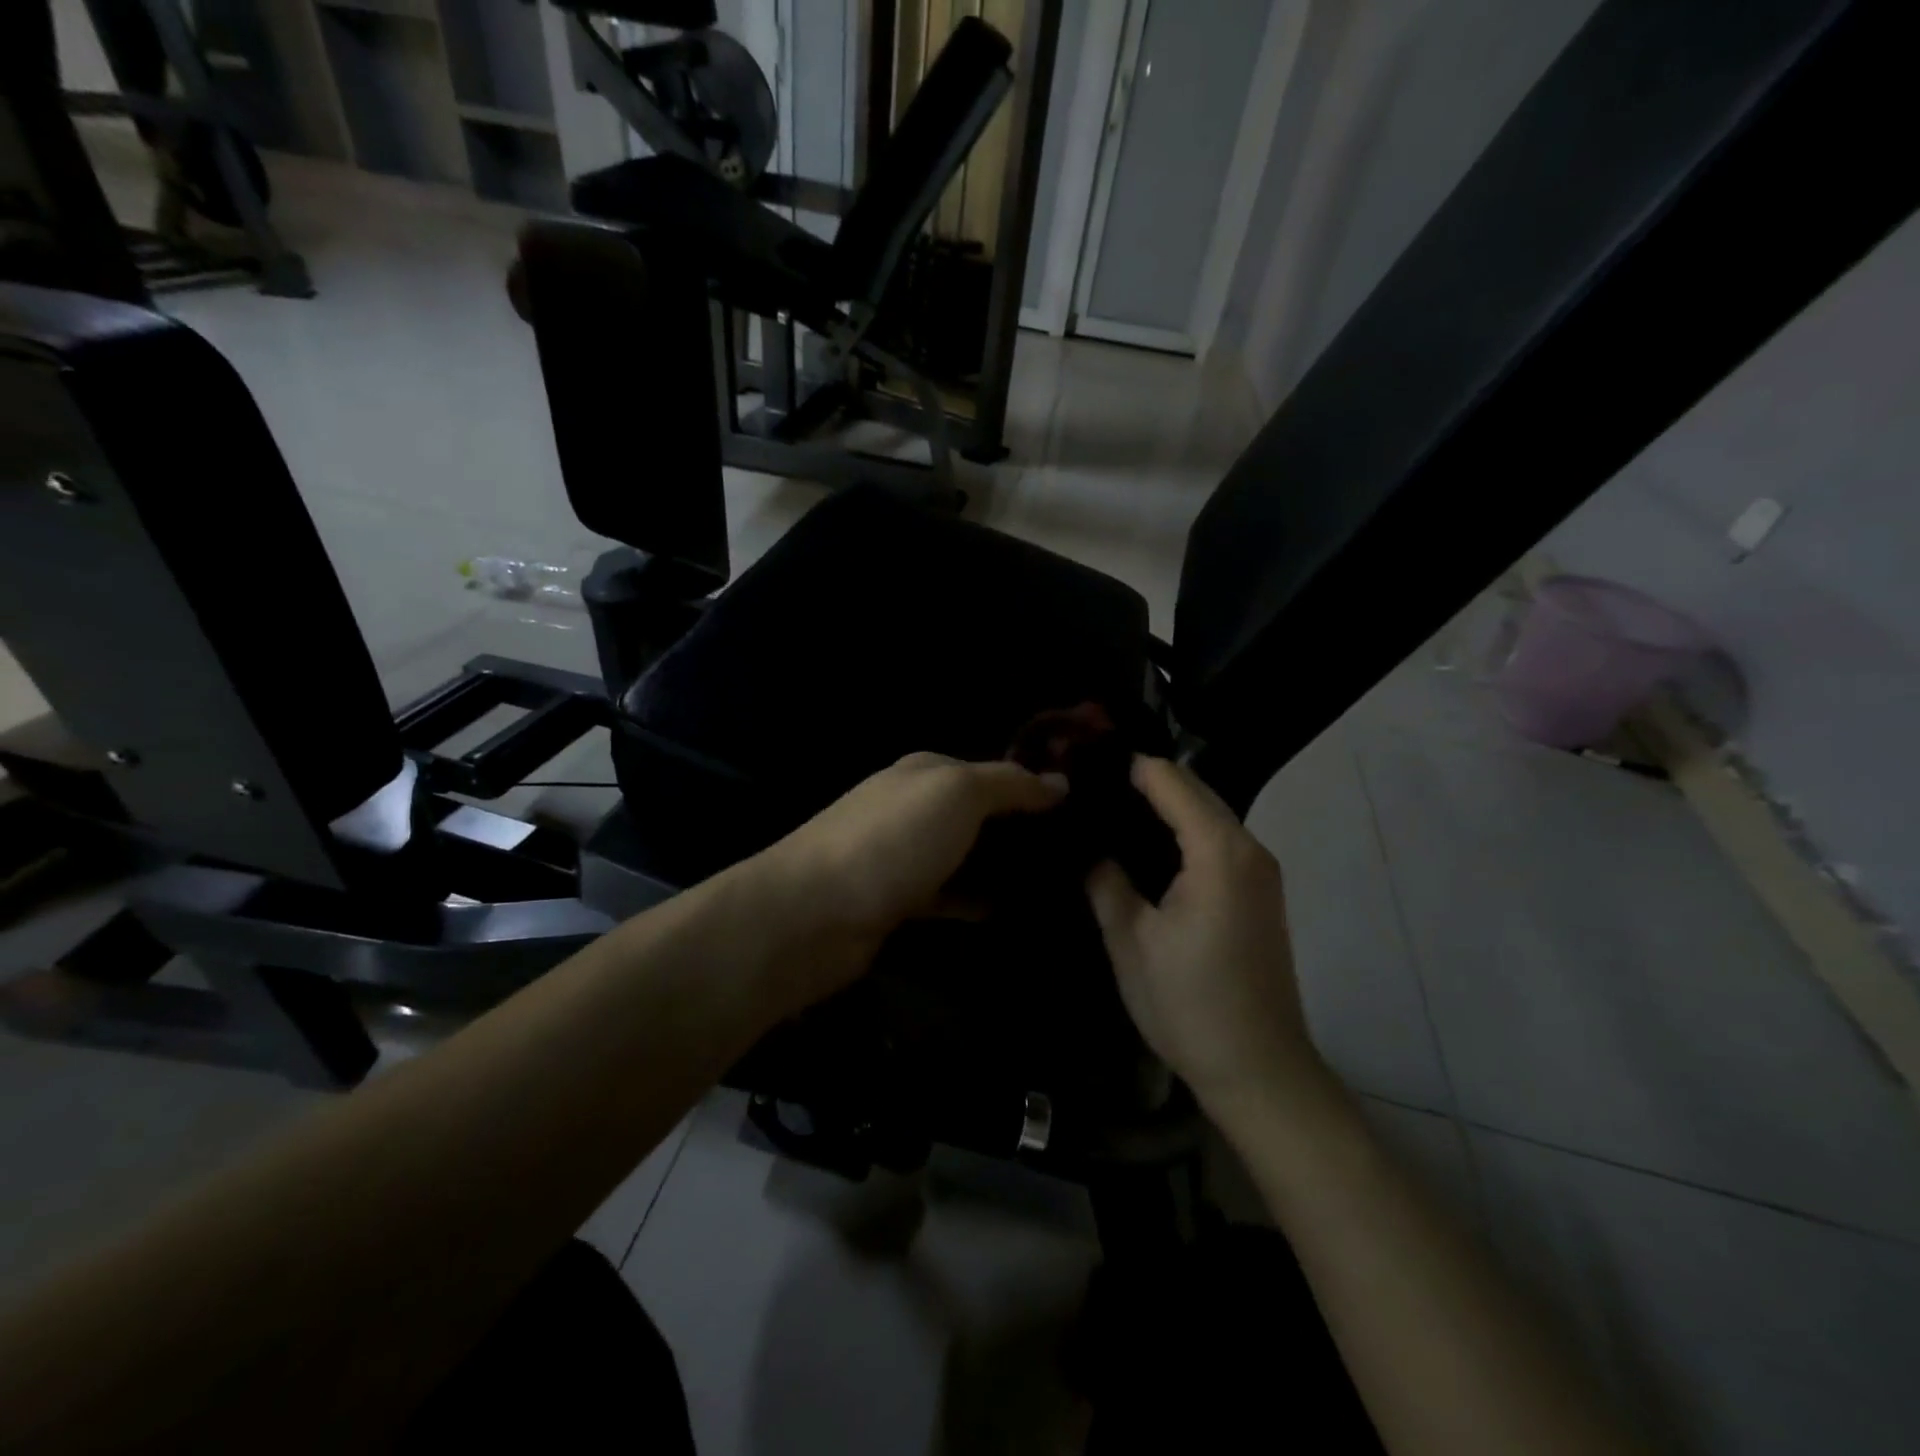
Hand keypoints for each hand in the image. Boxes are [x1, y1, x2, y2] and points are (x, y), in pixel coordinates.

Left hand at [759, 752, 1065, 997]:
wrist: (814, 913)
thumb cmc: (892, 840)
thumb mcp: (957, 794)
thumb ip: (1008, 783)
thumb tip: (1059, 781)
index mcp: (926, 770)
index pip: (992, 769)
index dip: (1034, 785)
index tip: (1083, 809)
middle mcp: (913, 805)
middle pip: (979, 813)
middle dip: (1023, 829)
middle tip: (1080, 853)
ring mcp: (903, 854)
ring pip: (966, 854)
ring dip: (1003, 866)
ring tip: (1059, 884)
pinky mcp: (898, 899)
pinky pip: (950, 894)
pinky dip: (978, 899)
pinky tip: (1013, 911)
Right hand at [1086, 757, 1324, 1115]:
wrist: (1259, 1069)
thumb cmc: (1189, 1003)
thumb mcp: (1131, 941)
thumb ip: (1106, 881)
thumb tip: (1090, 848)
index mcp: (1218, 851)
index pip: (1170, 781)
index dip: (1128, 768)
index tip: (1083, 769)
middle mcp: (1248, 848)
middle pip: (1195, 791)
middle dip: (1146, 783)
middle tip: (1090, 791)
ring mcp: (1261, 871)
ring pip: (1209, 815)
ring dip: (1166, 807)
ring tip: (1111, 814)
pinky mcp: (1261, 893)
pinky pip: (1218, 841)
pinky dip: (1184, 832)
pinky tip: (1147, 849)